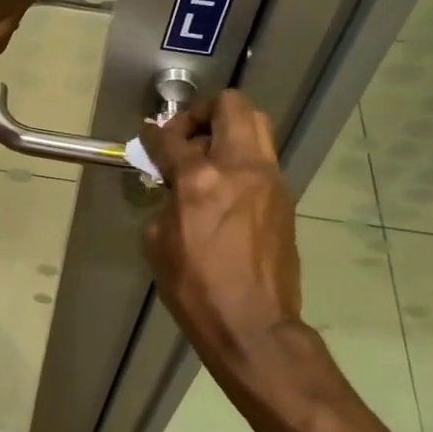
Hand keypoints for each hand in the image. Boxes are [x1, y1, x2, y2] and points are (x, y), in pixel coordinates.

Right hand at [140, 93, 305, 390]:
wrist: (253, 325)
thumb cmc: (195, 288)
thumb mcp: (159, 242)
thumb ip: (166, 200)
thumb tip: (173, 184)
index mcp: (200, 179)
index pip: (172, 138)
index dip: (154, 133)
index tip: (148, 134)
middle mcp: (240, 168)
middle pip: (230, 106)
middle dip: (202, 113)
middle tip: (186, 137)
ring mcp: (269, 180)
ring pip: (256, 125)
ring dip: (227, 130)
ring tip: (206, 158)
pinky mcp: (284, 198)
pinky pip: (261, 158)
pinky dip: (240, 158)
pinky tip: (224, 187)